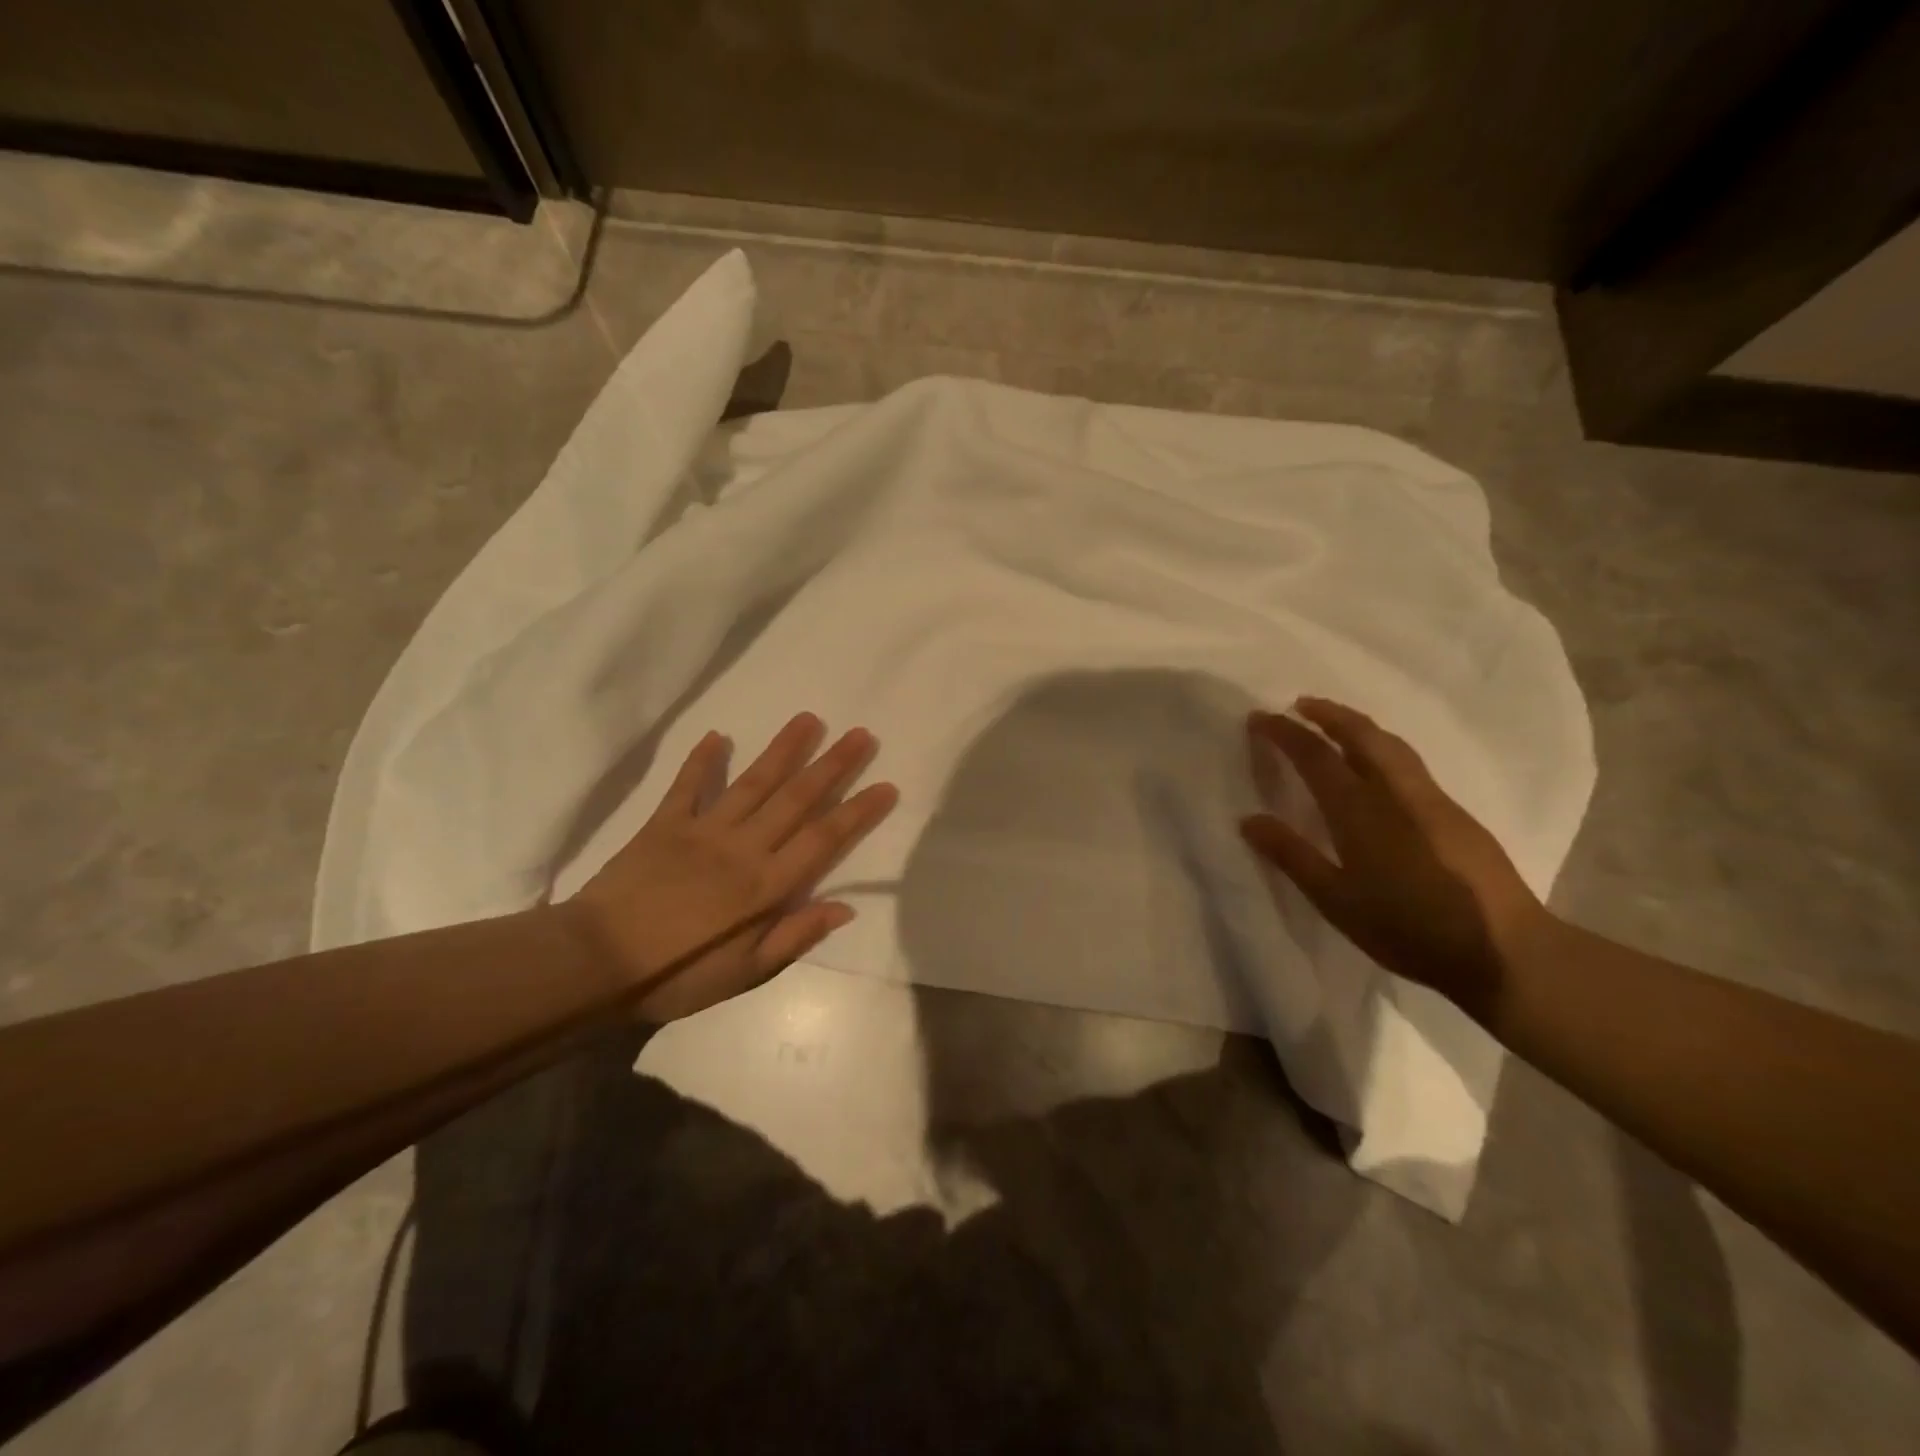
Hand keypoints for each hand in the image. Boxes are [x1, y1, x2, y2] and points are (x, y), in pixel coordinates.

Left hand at [565, 713, 898, 1020]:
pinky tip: (718, 736)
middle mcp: (743, 847)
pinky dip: (702, 761)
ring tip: (809, 719)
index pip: (823, 839)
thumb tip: (845, 908)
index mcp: (766, 885)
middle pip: (797, 799)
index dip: (858, 811)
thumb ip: (795, 937)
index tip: (885, 785)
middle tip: (861, 734)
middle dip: (833, 765)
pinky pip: (687, 786)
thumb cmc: (677, 976)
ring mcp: (703, 830)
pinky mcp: (664, 824)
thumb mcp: (745, 974)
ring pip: (753, 782)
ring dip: (784, 749)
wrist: (596, 963)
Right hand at [1240, 698, 1552, 1022]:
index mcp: (1361, 810)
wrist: (1504, 951)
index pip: (1316, 755)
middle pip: (1361, 735)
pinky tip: (1377, 770)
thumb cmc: (1408, 928)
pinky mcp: (1455, 815)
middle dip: (1328, 714)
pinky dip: (1381, 748)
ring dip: (1358, 726)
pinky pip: (1409, 764)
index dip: (1285, 732)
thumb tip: (1249, 820)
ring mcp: (1432, 800)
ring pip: (1391, 745)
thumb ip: (1292, 856)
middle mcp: (1396, 792)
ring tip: (1335, 725)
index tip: (1259, 718)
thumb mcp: (1336, 901)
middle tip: (1300, 705)